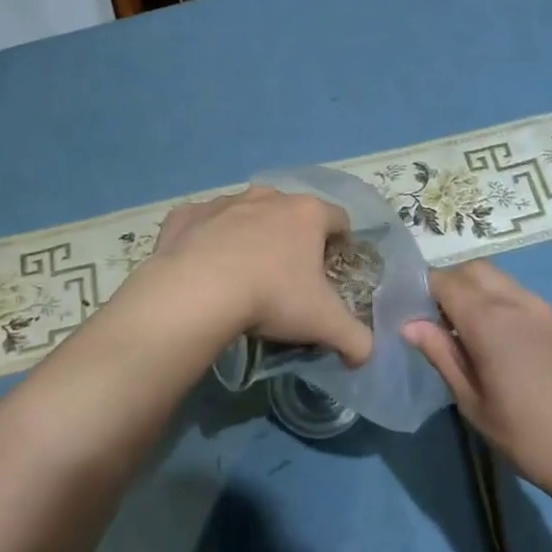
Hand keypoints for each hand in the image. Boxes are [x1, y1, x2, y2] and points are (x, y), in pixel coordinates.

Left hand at [140, 186, 372, 366]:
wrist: (196, 292)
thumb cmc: (271, 297)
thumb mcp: (324, 323)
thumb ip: (355, 338)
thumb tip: (365, 355)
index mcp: (307, 213)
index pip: (338, 220)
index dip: (340, 244)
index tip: (331, 271)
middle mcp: (268, 196)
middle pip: (291, 213)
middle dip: (292, 239)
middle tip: (287, 279)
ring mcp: (224, 202)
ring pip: (246, 214)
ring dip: (249, 236)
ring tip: (242, 275)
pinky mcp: (186, 214)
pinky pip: (203, 224)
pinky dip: (206, 240)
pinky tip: (203, 269)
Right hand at [403, 261, 551, 504]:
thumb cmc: (528, 435)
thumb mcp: (473, 403)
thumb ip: (442, 355)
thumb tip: (410, 325)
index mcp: (488, 319)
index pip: (445, 280)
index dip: (423, 289)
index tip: (410, 311)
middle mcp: (516, 302)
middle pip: (474, 269)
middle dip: (450, 282)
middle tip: (436, 319)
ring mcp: (544, 310)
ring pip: (500, 279)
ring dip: (477, 290)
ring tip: (466, 331)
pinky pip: (521, 297)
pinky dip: (500, 302)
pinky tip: (500, 342)